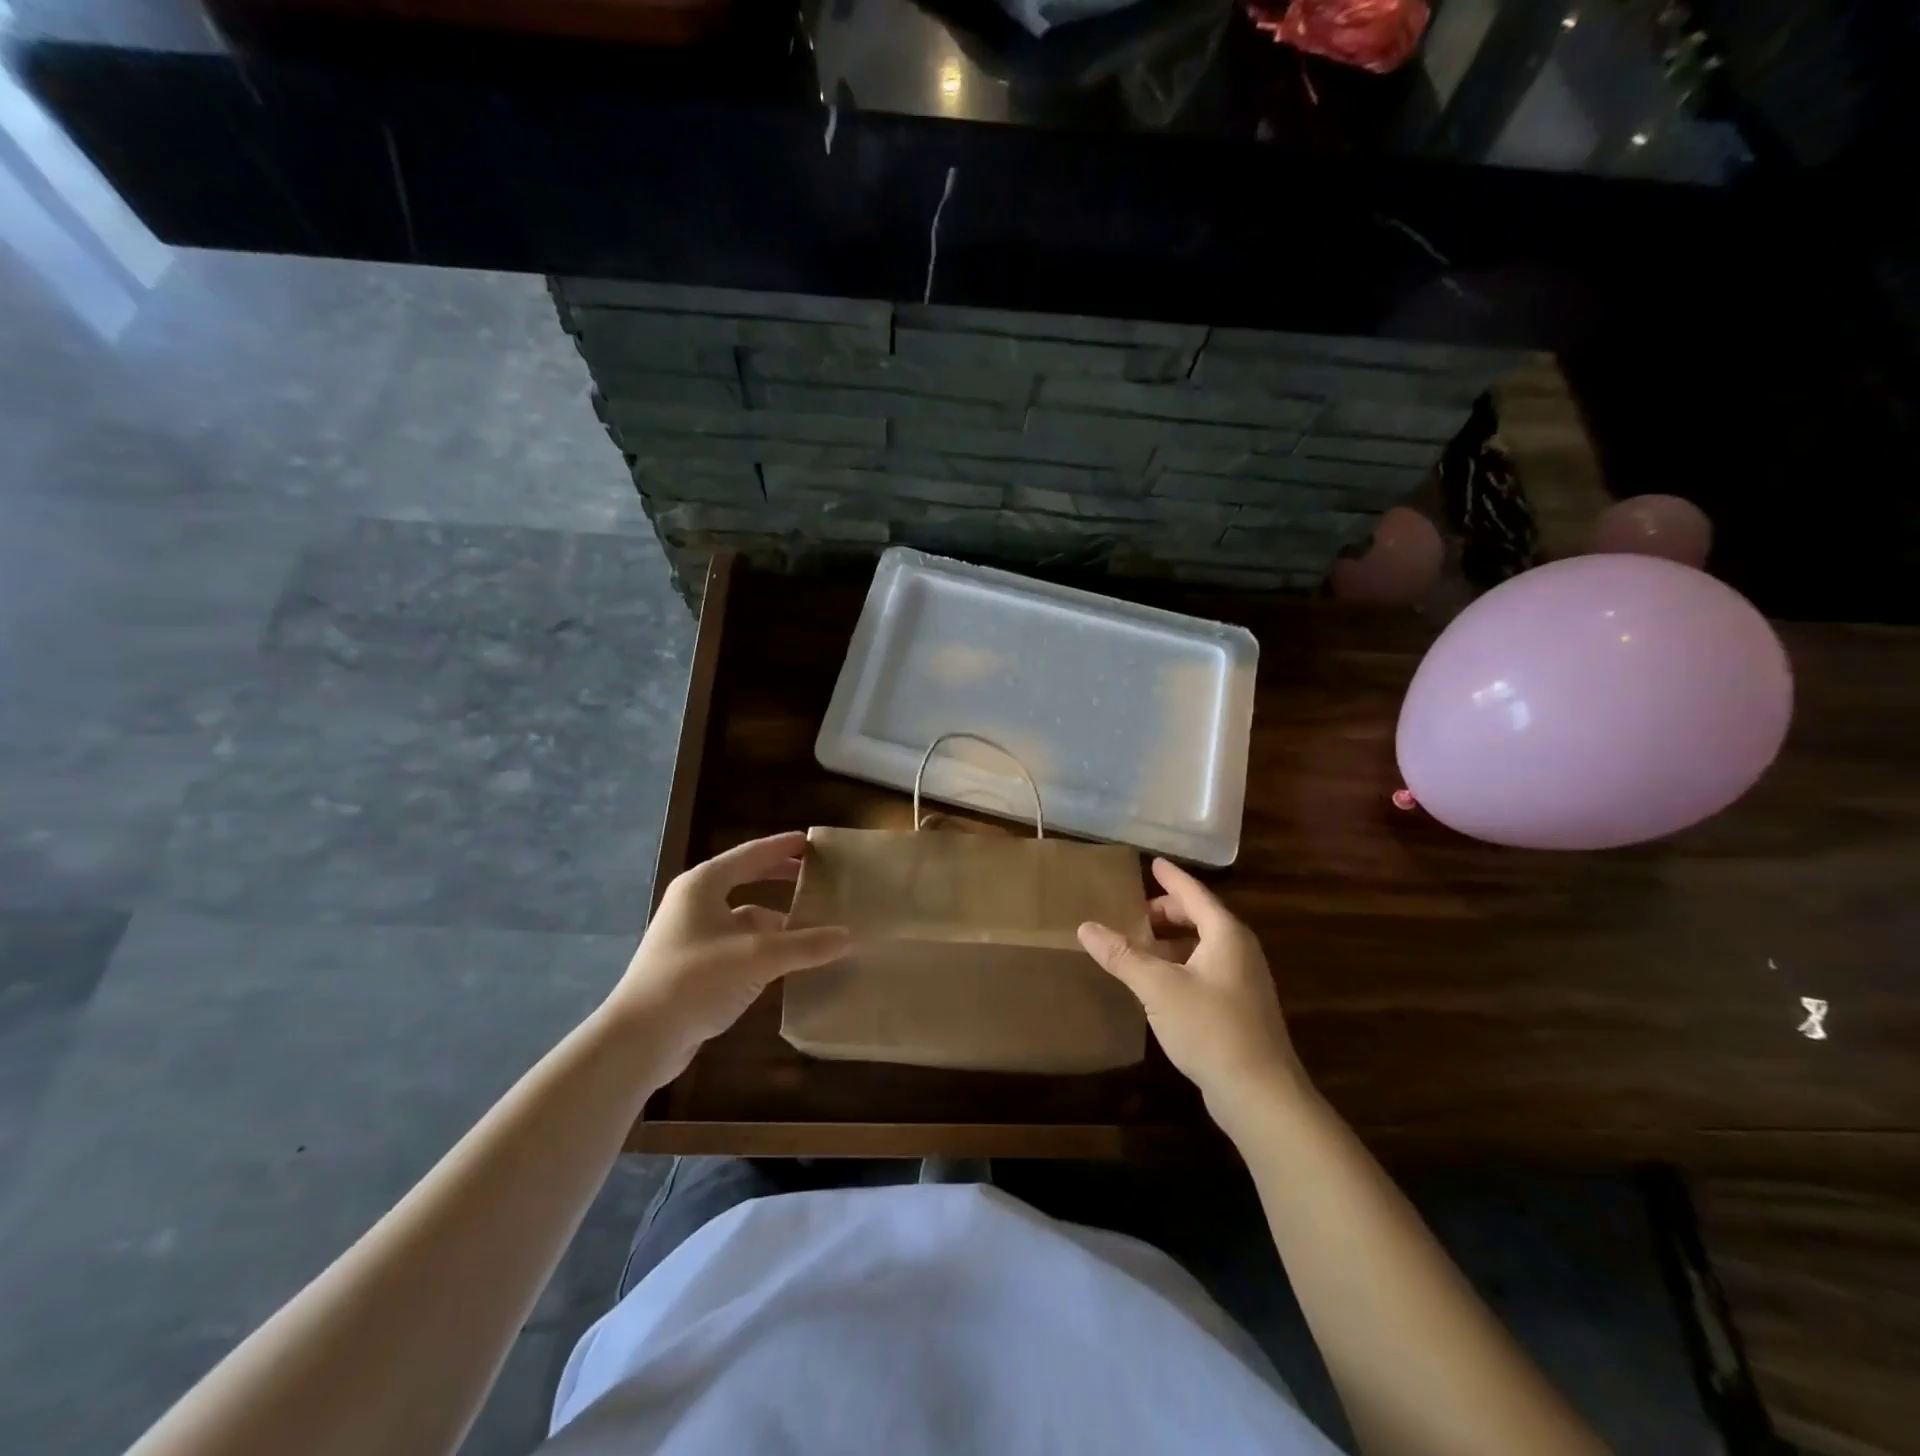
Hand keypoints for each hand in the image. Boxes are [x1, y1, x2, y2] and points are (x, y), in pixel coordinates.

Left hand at [608, 832, 850, 1079]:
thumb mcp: (757, 957)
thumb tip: (849, 936)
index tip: (810, 841)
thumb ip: (805, 945)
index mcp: (703, 885)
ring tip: (815, 927)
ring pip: (745, 920)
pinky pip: (739, 947)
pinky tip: (790, 963)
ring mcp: (692, 938)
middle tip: (816, 879)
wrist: (638, 1039)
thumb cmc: (694, 980)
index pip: (750, 854)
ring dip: (778, 922)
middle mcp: (695, 904)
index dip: (782, 847)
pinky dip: (765, 949)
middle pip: (747, 882)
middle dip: (781, 880)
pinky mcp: (694, 968)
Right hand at [1078, 858, 1307, 1128]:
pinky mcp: (1241, 1008)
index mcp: (1226, 934)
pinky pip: (1206, 969)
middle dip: (1167, 912)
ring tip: (1139, 947)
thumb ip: (1122, 955)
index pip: (1194, 893)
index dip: (1171, 878)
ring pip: (1203, 946)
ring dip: (1172, 941)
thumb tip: (1085, 927)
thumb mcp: (1157, 987)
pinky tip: (1159, 983)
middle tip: (1134, 915)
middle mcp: (1240, 950)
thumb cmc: (1209, 1028)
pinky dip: (1181, 964)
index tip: (1153, 863)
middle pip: (1200, 917)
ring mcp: (1244, 981)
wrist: (1260, 1094)